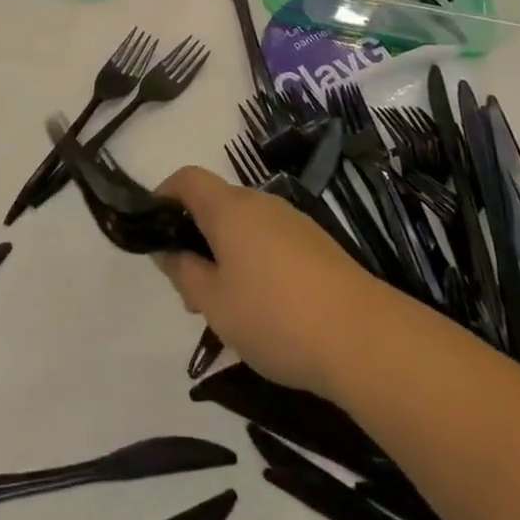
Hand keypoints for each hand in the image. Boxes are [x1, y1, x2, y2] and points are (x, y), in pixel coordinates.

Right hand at [154, 167, 385, 398]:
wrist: (366, 339)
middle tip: (188, 289)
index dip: (163, 195)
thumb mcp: (214, 302)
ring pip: (244, 227)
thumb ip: (184, 272)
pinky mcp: (319, 247)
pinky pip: (271, 243)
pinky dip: (254, 263)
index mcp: (229, 208)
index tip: (152, 229)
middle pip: (216, 205)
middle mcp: (261, 204)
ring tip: (224, 309)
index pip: (187, 179)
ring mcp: (294, 224)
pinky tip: (263, 311)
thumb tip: (169, 251)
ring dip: (224, 255)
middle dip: (194, 238)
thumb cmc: (275, 316)